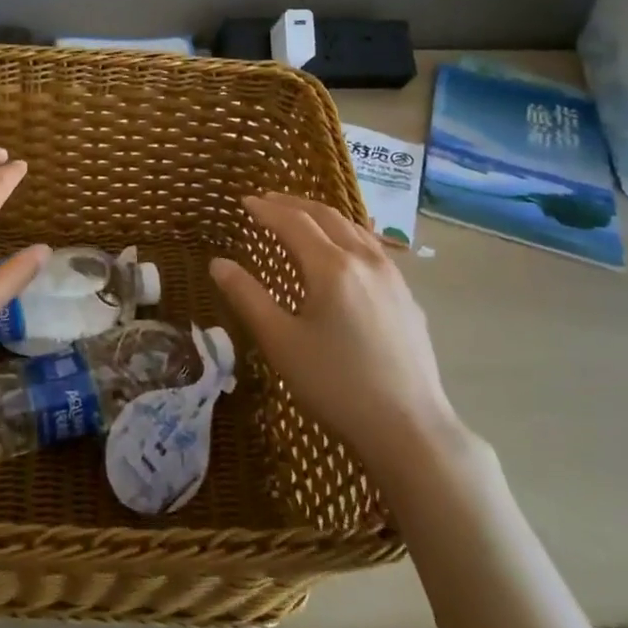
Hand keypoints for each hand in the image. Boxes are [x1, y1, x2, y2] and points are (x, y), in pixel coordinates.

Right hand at [210, 193, 463, 471]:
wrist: (409, 427)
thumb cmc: (335, 385)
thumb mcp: (281, 342)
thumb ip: (248, 297)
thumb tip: (218, 263)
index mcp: (332, 267)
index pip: (293, 222)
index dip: (266, 209)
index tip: (243, 201)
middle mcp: (365, 260)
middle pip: (327, 216)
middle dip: (294, 204)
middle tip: (267, 200)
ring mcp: (392, 276)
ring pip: (354, 229)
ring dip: (323, 216)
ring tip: (301, 217)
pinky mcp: (406, 297)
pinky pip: (373, 248)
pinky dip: (347, 235)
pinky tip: (344, 252)